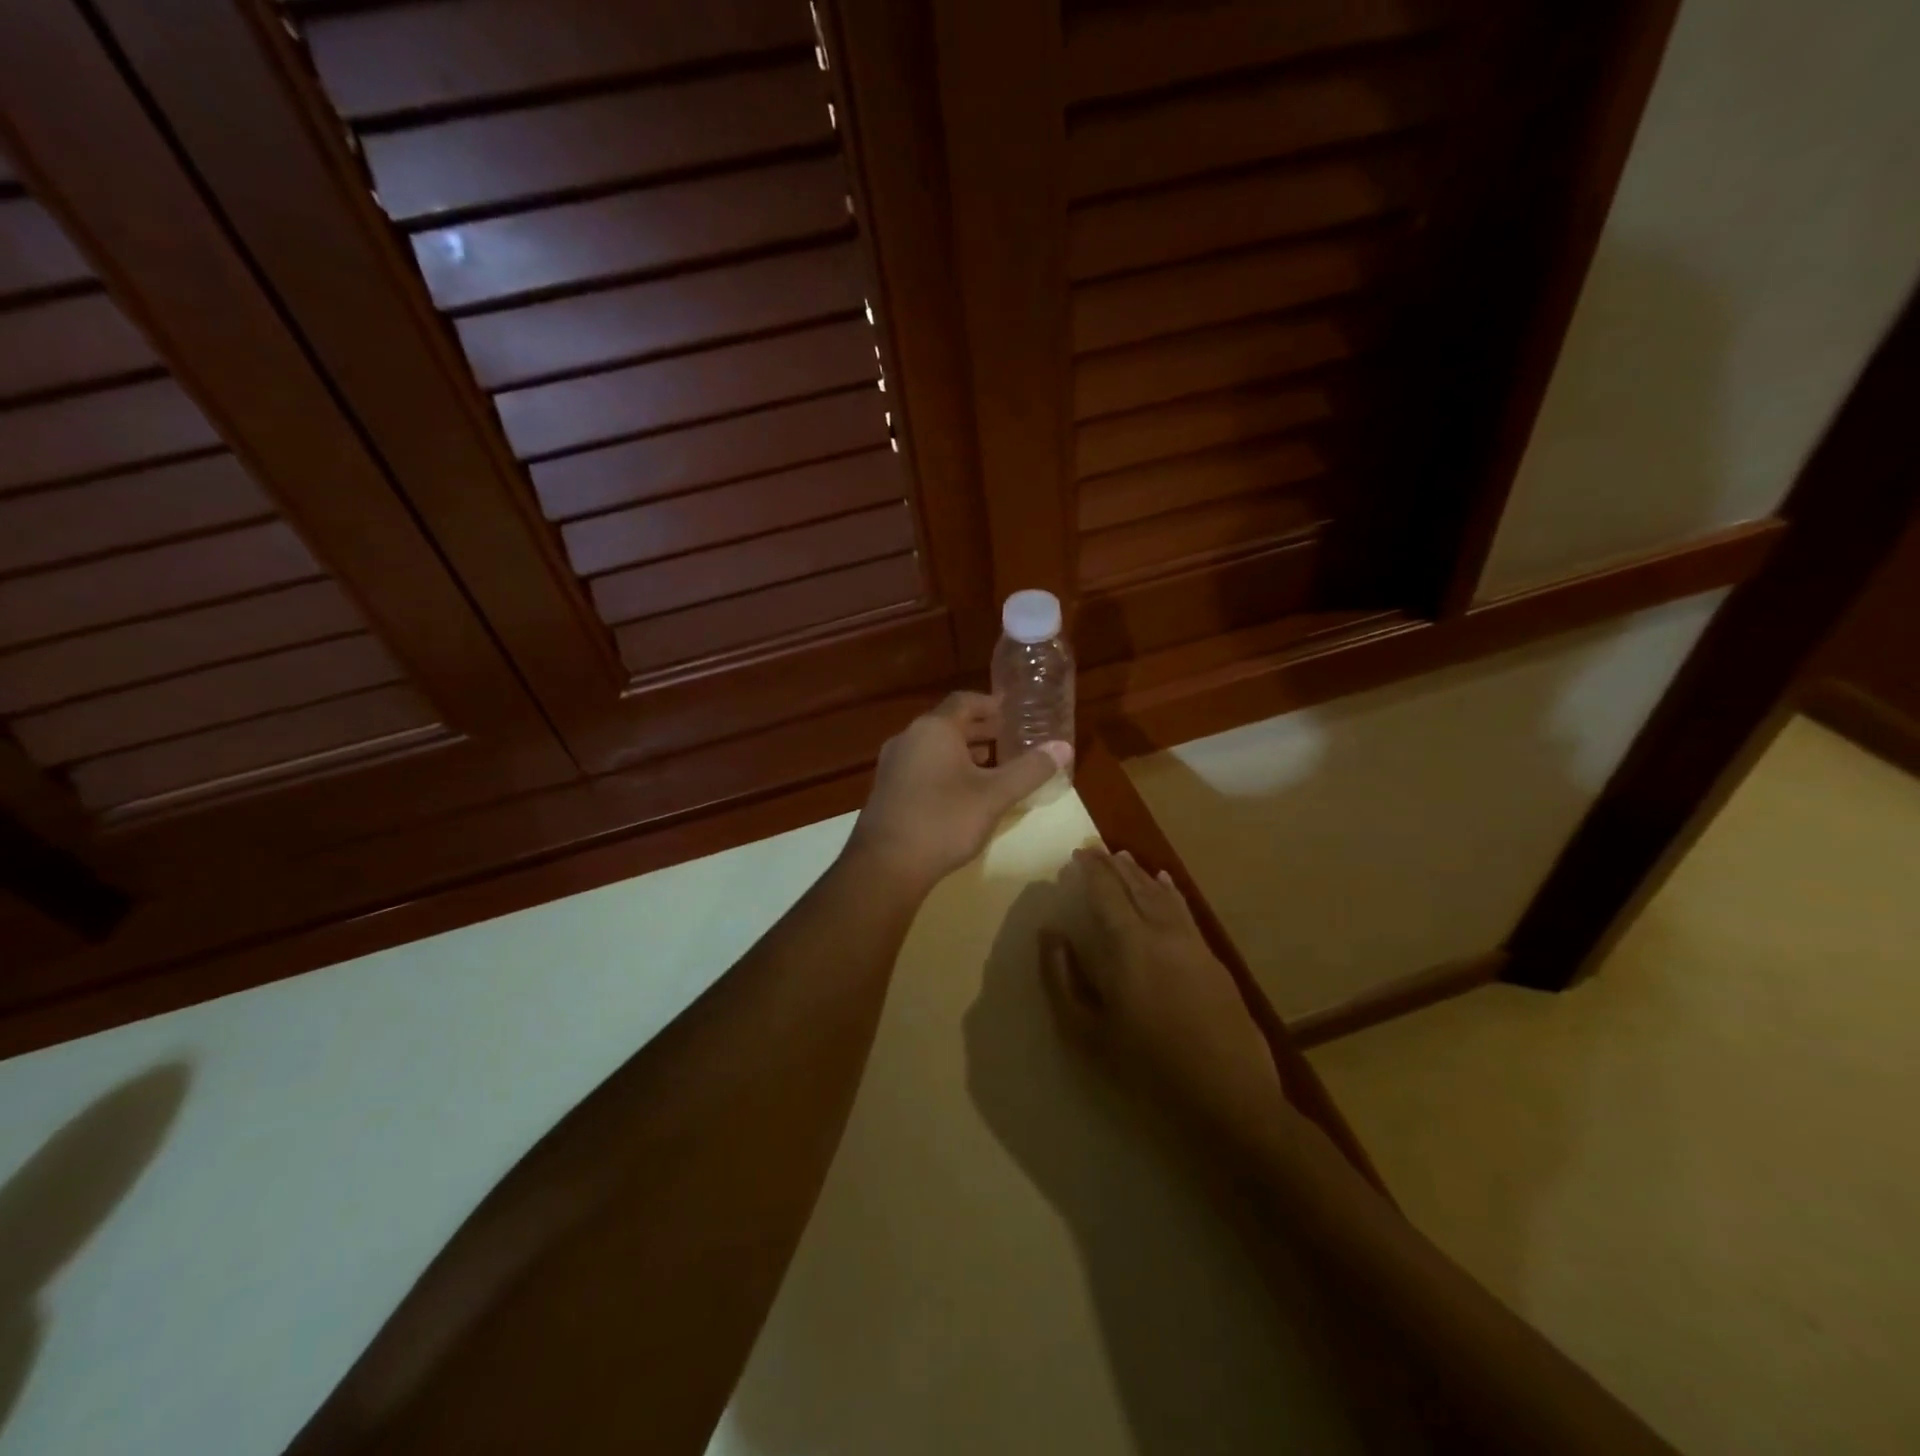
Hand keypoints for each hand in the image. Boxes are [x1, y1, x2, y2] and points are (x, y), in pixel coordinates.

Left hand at [846, 692, 1071, 894]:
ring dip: (962, 751)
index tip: (1014, 713)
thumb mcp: (994, 795)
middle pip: (948, 723)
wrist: (886, 864)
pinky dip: (945, 768)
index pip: (965, 701)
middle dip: (980, 730)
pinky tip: (962, 792)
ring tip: (991, 764)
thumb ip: (1029, 769)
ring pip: (934, 747)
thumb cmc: (944, 820)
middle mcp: (909, 737)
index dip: (992, 705)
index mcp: (934, 729)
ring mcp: (893, 764)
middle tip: (1010, 739)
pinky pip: (921, 766)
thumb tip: (1064, 746)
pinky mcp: (887, 789)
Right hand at [1043, 846, 1284, 1147]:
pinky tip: (1168, 887)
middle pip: (1137, 886)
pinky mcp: (1214, 961)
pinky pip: (1186, 911)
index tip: (1079, 852)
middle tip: (1098, 849)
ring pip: (1164, 895)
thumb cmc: (1146, 1068)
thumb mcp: (1086, 1031)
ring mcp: (1193, 944)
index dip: (1092, 869)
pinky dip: (1171, 892)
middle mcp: (1163, 932)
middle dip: (1116, 865)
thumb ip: (1062, 978)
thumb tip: (1050, 934)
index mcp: (1128, 944)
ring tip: (1127, 859)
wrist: (1228, 1098)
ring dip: (1142, 874)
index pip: (1107, 891)